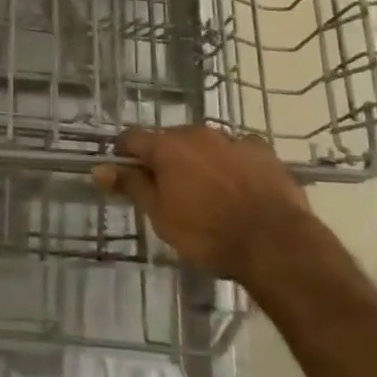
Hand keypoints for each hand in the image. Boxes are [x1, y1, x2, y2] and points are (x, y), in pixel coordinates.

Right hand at [95, 125, 310, 284]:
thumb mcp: (161, 216)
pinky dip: (233, 164)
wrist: (276, 243)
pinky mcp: (263, 150)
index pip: (132, 139)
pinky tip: (240, 187)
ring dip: (199, 161)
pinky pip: (238, 151)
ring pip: (205, 144)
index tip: (123, 173)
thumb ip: (132, 187)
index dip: (124, 154)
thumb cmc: (209, 234)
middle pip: (170, 140)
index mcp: (167, 147)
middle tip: (168, 191)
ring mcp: (232, 139)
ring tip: (207, 193)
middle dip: (165, 160)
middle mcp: (197, 133)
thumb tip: (99, 169)